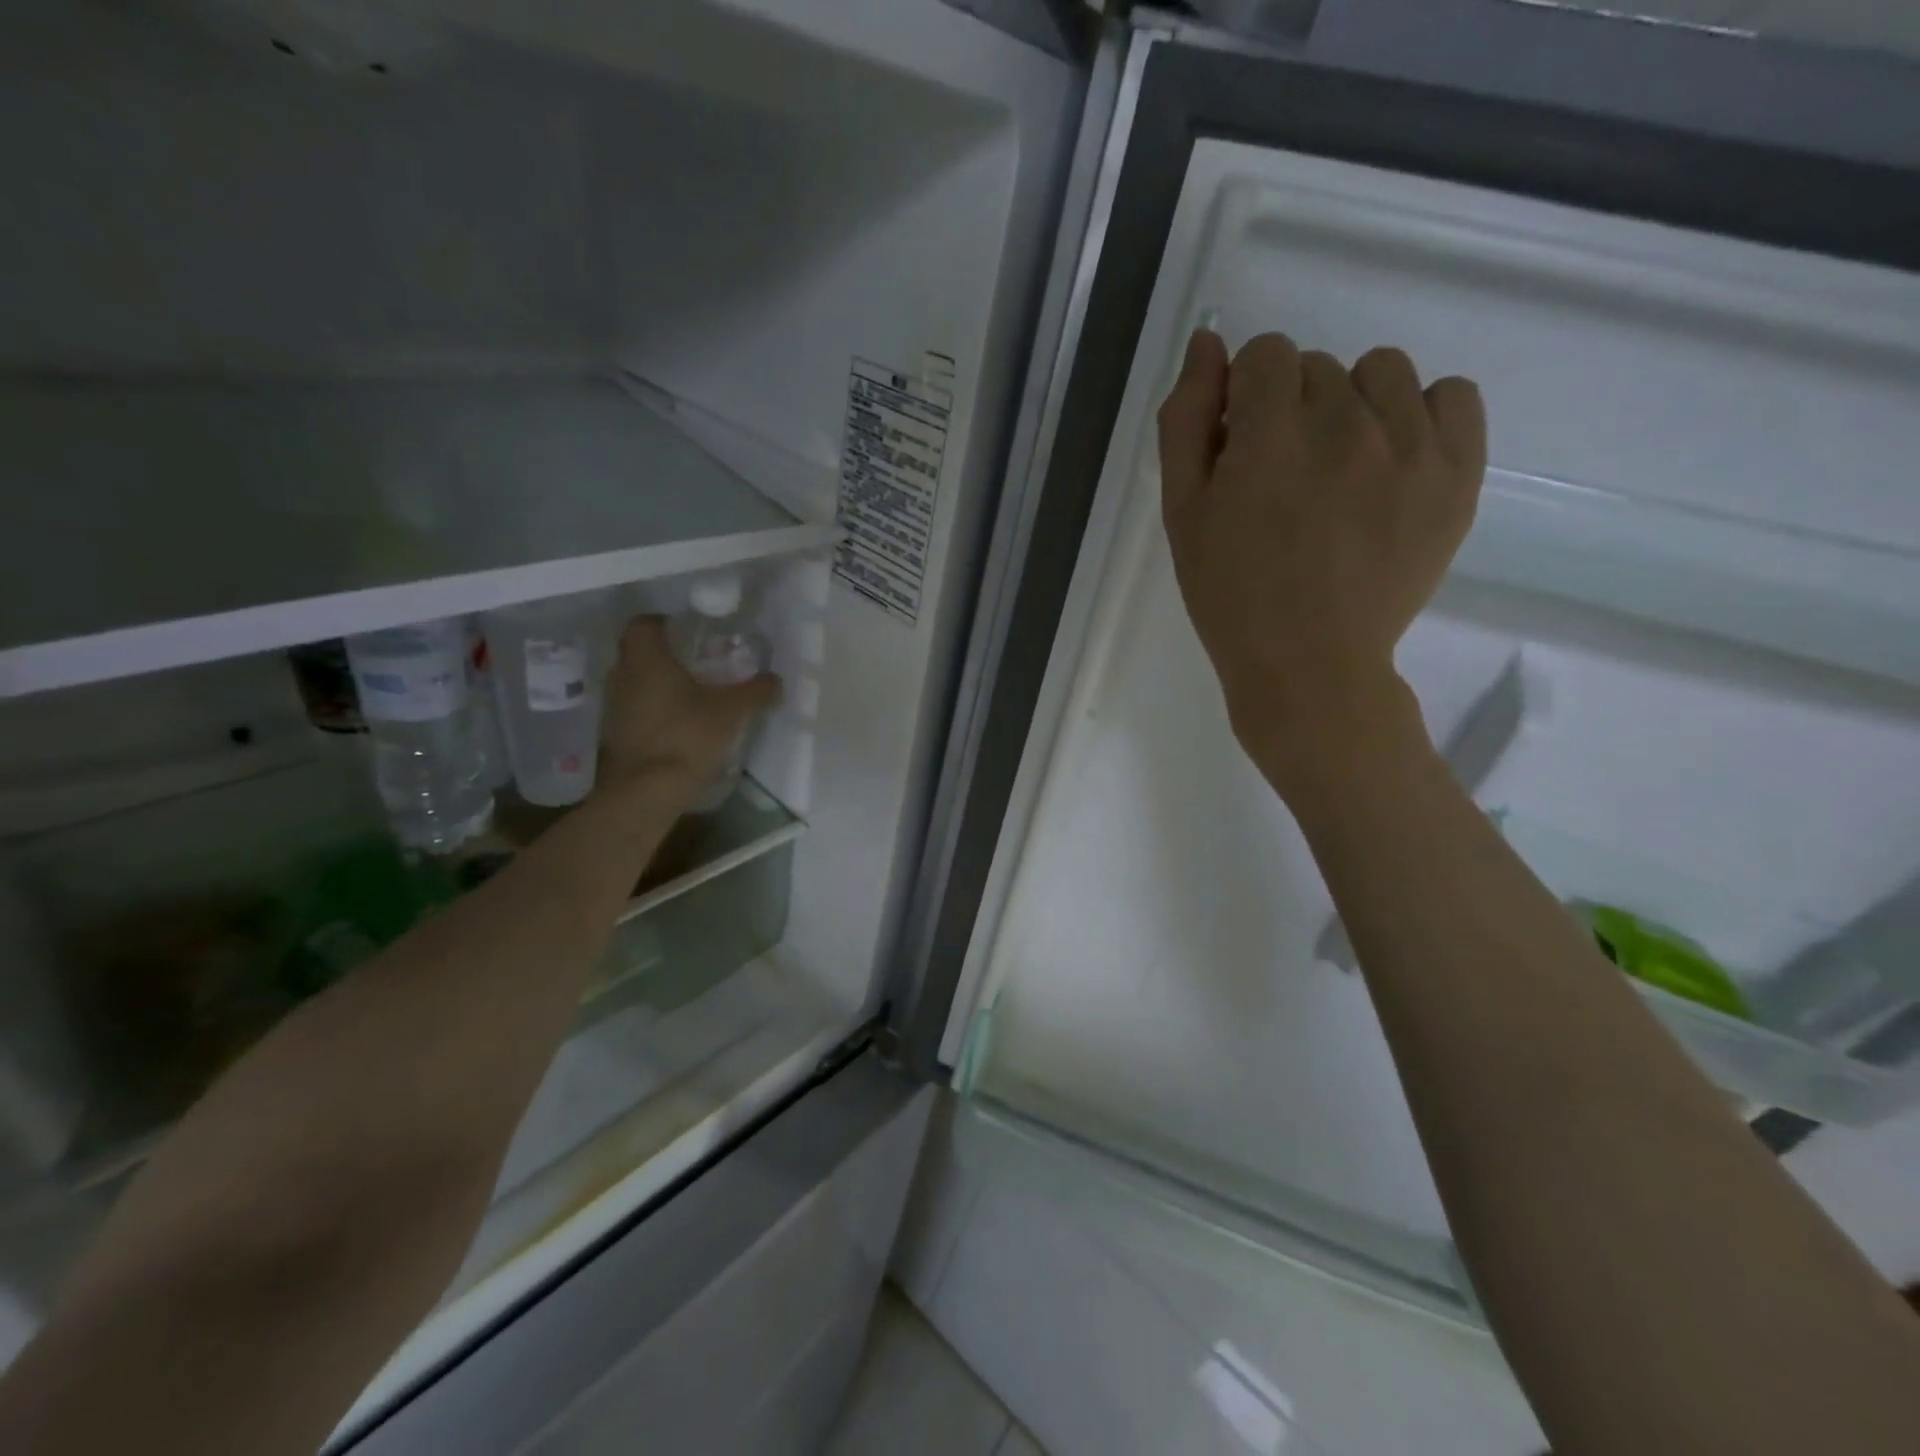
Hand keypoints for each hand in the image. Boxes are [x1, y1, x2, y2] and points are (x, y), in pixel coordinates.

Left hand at [597, 617, 780, 796]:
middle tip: (697, 663)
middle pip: (638, 652)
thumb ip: (754, 692)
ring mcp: (613, 707)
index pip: (644, 623)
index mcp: (646, 658)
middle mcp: (622, 675)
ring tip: (691, 695)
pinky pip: (634, 710)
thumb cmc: (686, 736)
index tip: (689, 632)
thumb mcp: (730, 712)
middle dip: (665, 654)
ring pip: (635, 682)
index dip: (665, 623)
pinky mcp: (614, 735)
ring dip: (657, 684)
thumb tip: (775, 679)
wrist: (645, 792)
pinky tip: (678, 724)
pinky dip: (652, 710)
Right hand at [1157, 330, 1485, 785]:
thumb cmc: (1230, 596)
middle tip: (1284, 481)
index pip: (1264, 355)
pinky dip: (1420, 415)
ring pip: (1381, 372)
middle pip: (1317, 367)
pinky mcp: (1458, 474)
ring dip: (1352, 406)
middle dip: (1290, 410)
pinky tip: (1391, 462)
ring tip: (1339, 471)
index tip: (1241, 449)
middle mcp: (1345, 426)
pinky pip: (1453, 395)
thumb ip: (1186, 422)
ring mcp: (1410, 447)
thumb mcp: (1182, 515)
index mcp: (1268, 437)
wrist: (1309, 664)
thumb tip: (1208, 343)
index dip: (1245, 398)